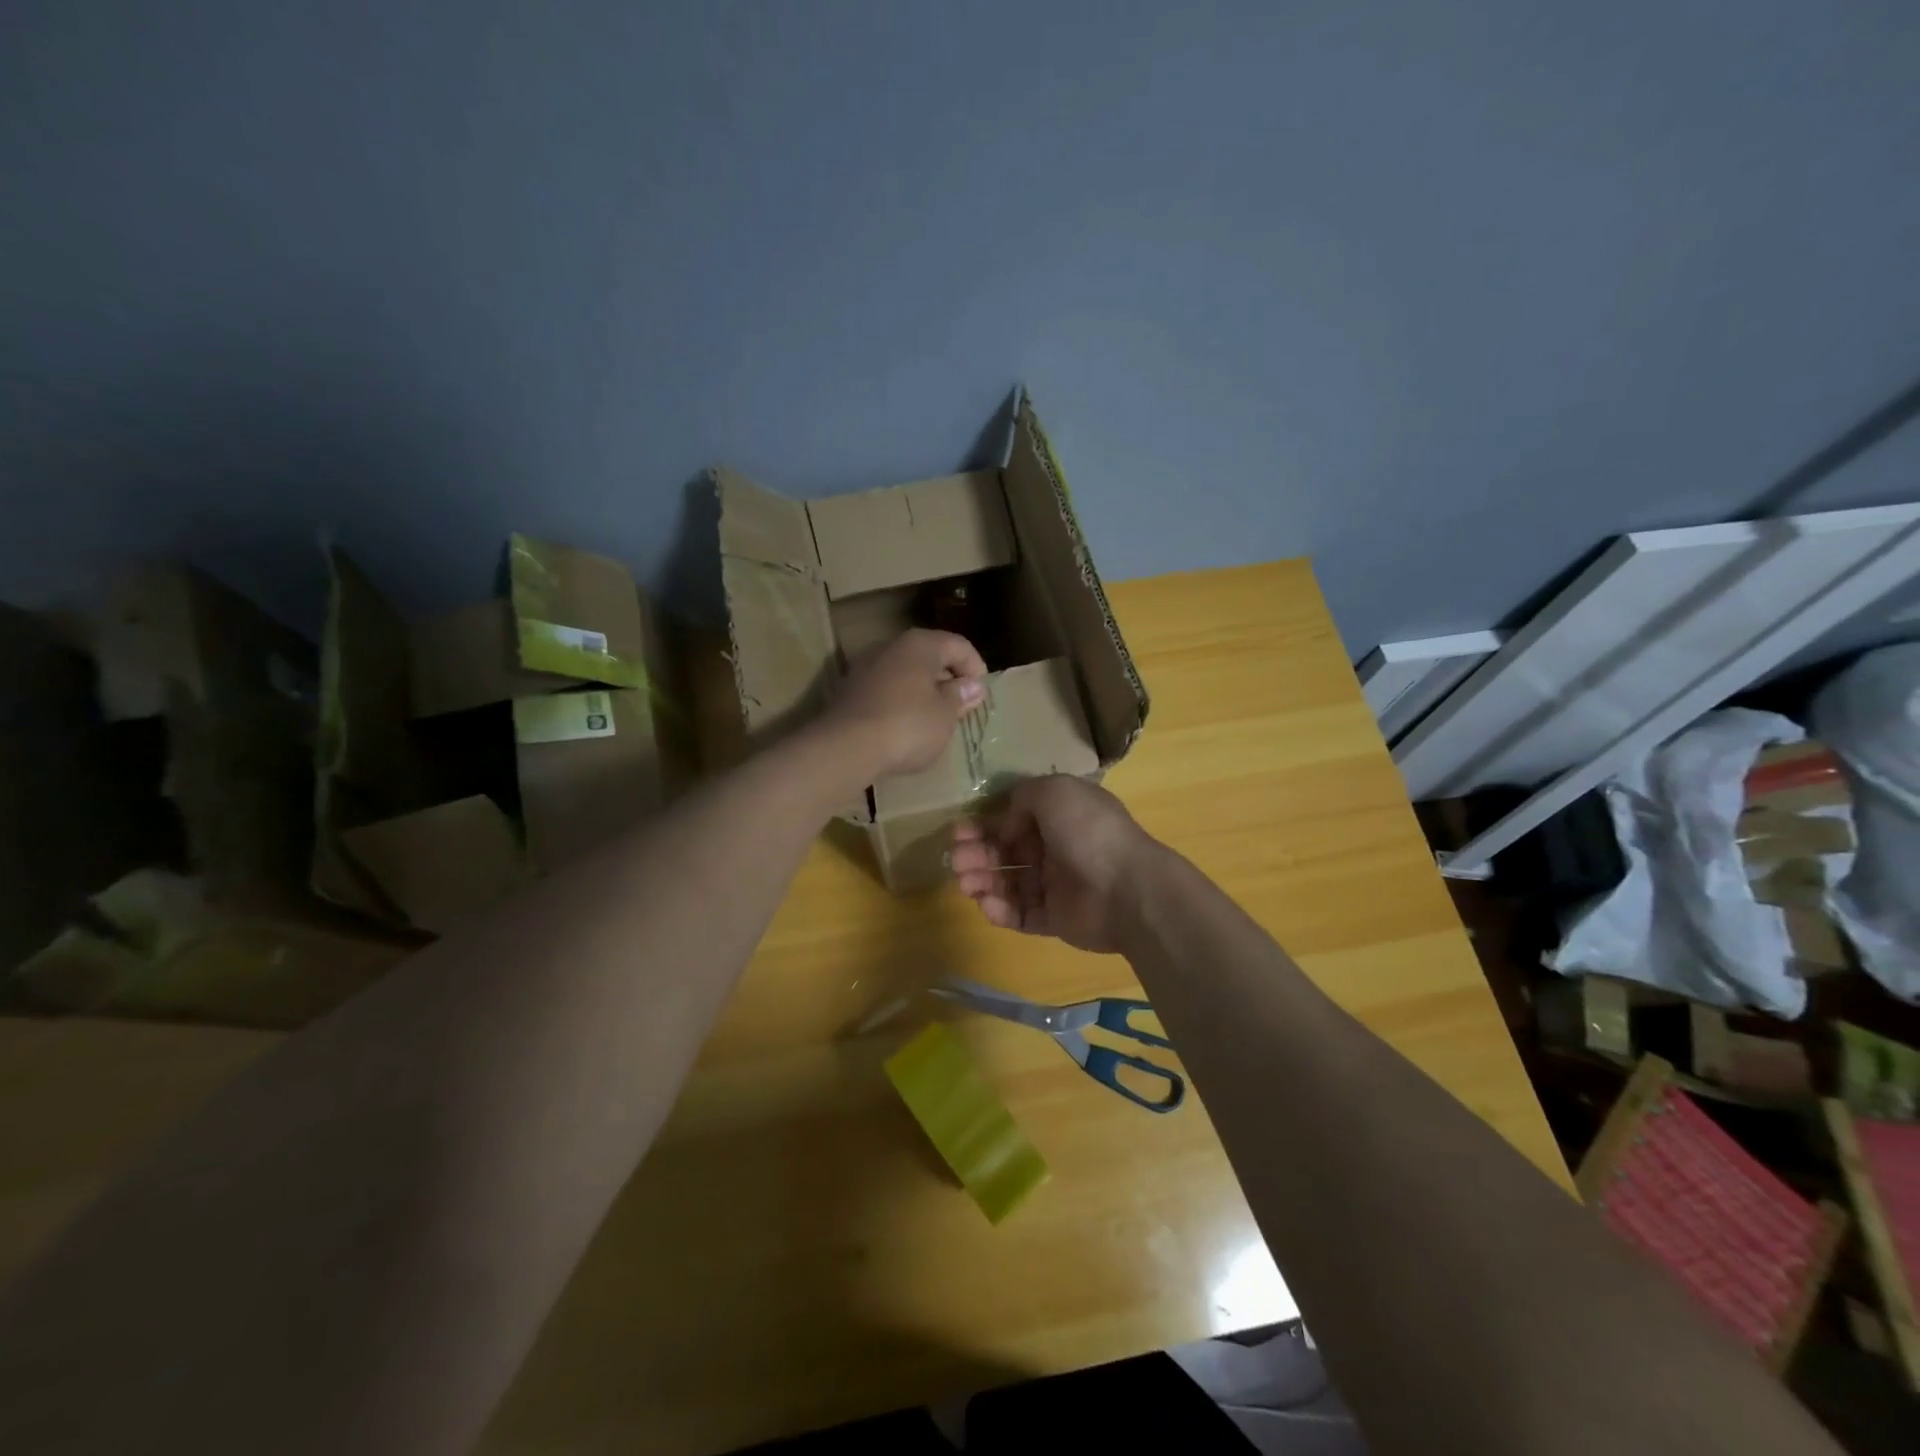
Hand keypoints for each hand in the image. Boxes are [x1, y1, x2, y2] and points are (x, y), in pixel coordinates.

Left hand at [819, 628, 986, 780]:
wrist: (846, 748)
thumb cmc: (908, 725)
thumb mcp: (945, 715)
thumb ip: (960, 697)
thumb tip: (972, 686)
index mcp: (920, 644)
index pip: (957, 644)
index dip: (975, 666)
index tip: (981, 693)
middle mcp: (890, 646)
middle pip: (928, 655)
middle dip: (947, 678)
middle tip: (960, 705)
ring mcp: (865, 667)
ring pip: (904, 672)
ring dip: (922, 690)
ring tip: (934, 717)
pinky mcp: (848, 691)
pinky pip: (884, 689)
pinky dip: (900, 701)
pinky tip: (905, 725)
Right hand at [951, 776, 1161, 953]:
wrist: (1127, 889)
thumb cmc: (1089, 831)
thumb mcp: (1055, 791)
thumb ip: (1024, 796)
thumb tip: (1007, 822)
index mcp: (1060, 817)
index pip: (1014, 819)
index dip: (985, 824)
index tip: (960, 831)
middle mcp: (1056, 848)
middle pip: (1006, 851)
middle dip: (978, 853)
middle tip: (957, 859)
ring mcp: (1056, 886)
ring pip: (1008, 883)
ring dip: (982, 880)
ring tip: (965, 883)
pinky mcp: (1054, 920)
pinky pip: (1020, 914)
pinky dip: (1000, 910)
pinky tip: (986, 903)